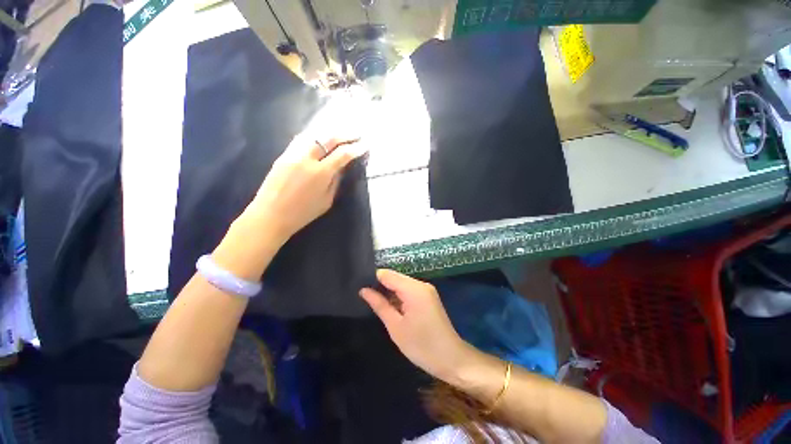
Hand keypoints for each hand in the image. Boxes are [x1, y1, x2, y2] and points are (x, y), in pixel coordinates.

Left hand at [243, 134, 364, 241]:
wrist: (271, 215)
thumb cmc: (303, 213)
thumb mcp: (326, 201)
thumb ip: (335, 182)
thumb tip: (340, 168)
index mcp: (321, 173)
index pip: (342, 155)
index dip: (356, 149)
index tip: (365, 145)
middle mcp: (307, 159)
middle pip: (328, 138)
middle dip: (345, 135)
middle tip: (356, 134)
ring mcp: (293, 154)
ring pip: (314, 135)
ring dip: (329, 132)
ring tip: (340, 133)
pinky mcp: (283, 155)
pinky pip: (301, 139)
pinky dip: (314, 136)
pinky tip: (320, 137)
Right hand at [360, 269, 472, 381]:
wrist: (451, 359)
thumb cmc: (421, 345)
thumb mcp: (395, 326)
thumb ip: (379, 305)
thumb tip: (363, 290)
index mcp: (413, 288)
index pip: (387, 274)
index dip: (373, 279)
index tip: (359, 287)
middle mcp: (421, 284)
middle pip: (395, 278)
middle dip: (380, 285)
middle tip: (365, 297)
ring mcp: (426, 290)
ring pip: (401, 284)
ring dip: (389, 292)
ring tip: (374, 302)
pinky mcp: (428, 297)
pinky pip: (409, 291)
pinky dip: (399, 297)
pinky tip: (390, 306)